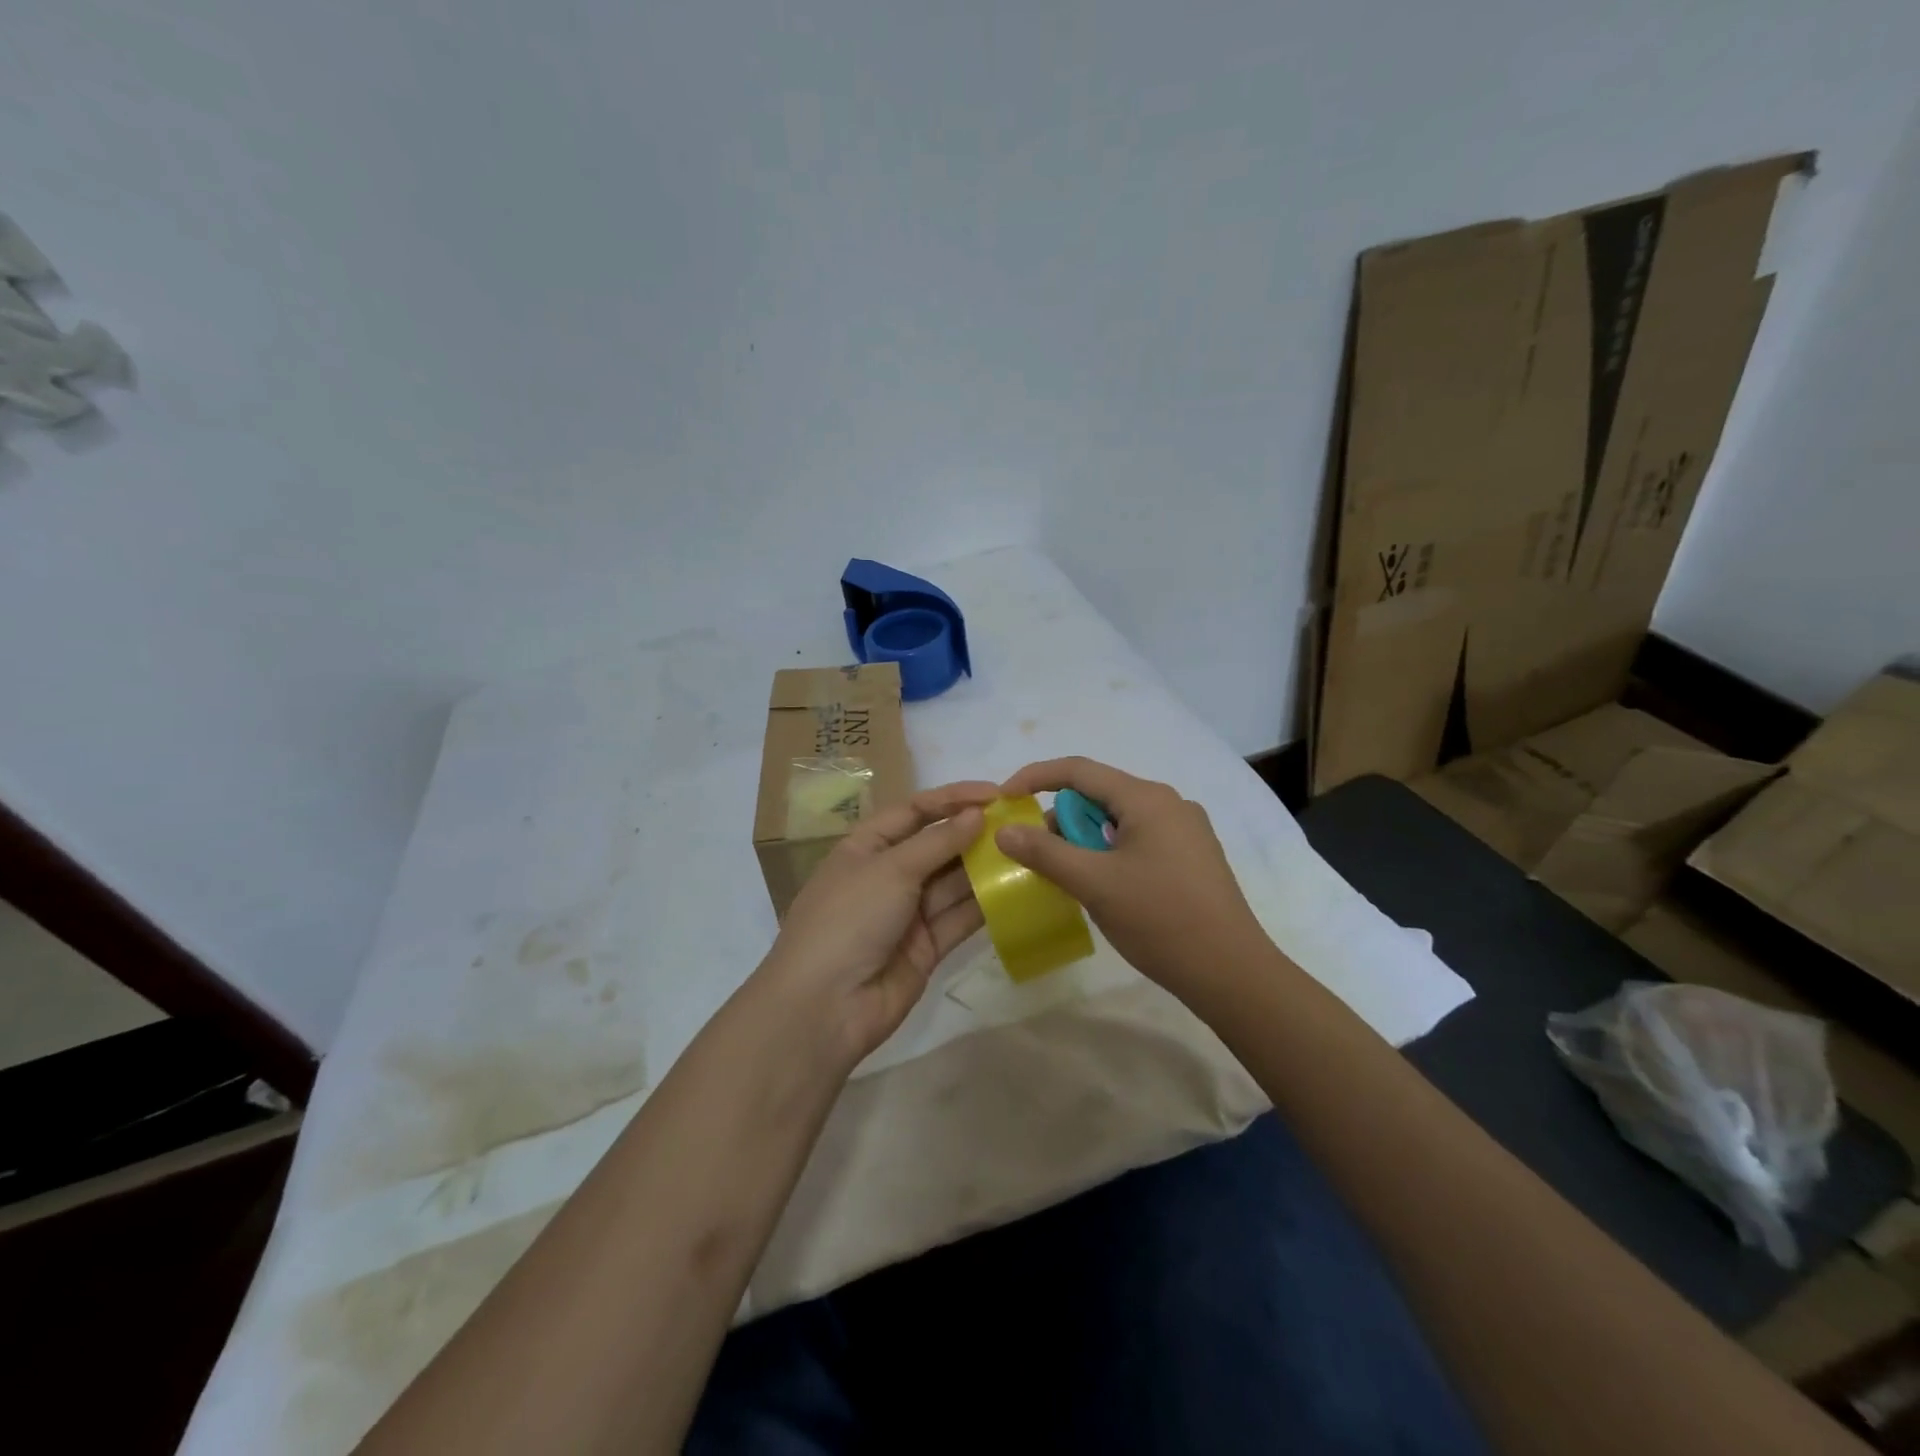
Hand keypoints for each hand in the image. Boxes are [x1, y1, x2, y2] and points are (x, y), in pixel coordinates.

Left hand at [758, 781, 998, 1067]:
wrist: (824, 1007)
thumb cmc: (849, 919)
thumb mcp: (890, 869)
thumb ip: (938, 842)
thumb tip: (977, 814)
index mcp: (866, 847)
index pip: (913, 811)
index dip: (952, 798)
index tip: (995, 793)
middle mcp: (887, 875)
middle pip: (937, 845)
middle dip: (974, 833)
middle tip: (1021, 821)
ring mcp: (908, 913)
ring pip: (953, 882)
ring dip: (985, 867)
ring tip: (1027, 850)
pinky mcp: (927, 947)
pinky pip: (960, 918)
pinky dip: (986, 904)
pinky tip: (1019, 888)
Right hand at [996, 757, 1267, 993]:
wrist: (1232, 972)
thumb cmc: (1160, 919)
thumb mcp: (1094, 883)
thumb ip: (1045, 852)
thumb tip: (1004, 830)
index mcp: (1147, 798)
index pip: (1079, 770)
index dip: (1035, 777)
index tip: (1004, 799)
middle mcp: (1169, 804)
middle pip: (1099, 795)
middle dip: (1062, 819)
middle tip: (1038, 854)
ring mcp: (1186, 831)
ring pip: (1118, 821)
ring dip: (1086, 841)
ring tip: (1070, 878)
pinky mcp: (1192, 857)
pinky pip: (1138, 840)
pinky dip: (1109, 854)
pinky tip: (1104, 888)